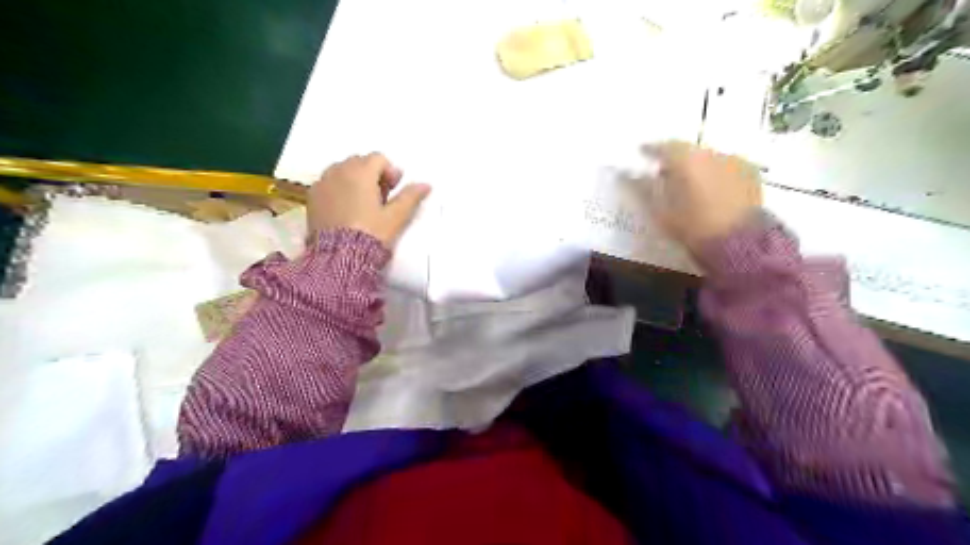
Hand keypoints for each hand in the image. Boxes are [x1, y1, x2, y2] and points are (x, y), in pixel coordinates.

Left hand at [308, 151, 428, 245]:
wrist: (339, 257)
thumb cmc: (371, 234)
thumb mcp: (395, 217)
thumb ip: (410, 197)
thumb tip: (426, 184)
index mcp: (361, 172)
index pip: (378, 158)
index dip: (390, 172)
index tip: (394, 191)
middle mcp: (338, 171)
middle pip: (359, 162)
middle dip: (372, 175)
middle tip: (381, 198)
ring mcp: (322, 183)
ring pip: (342, 171)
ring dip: (355, 180)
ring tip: (362, 204)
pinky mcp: (312, 197)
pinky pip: (328, 183)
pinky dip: (338, 189)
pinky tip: (345, 209)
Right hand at [642, 140, 765, 253]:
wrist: (739, 241)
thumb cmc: (693, 227)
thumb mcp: (662, 212)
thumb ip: (646, 190)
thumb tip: (633, 176)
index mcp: (686, 159)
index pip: (664, 146)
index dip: (652, 149)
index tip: (643, 152)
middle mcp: (711, 153)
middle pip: (688, 151)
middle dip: (676, 160)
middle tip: (665, 173)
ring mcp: (734, 160)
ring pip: (708, 158)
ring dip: (697, 167)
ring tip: (690, 184)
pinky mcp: (750, 172)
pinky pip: (727, 167)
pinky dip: (716, 174)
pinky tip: (713, 190)